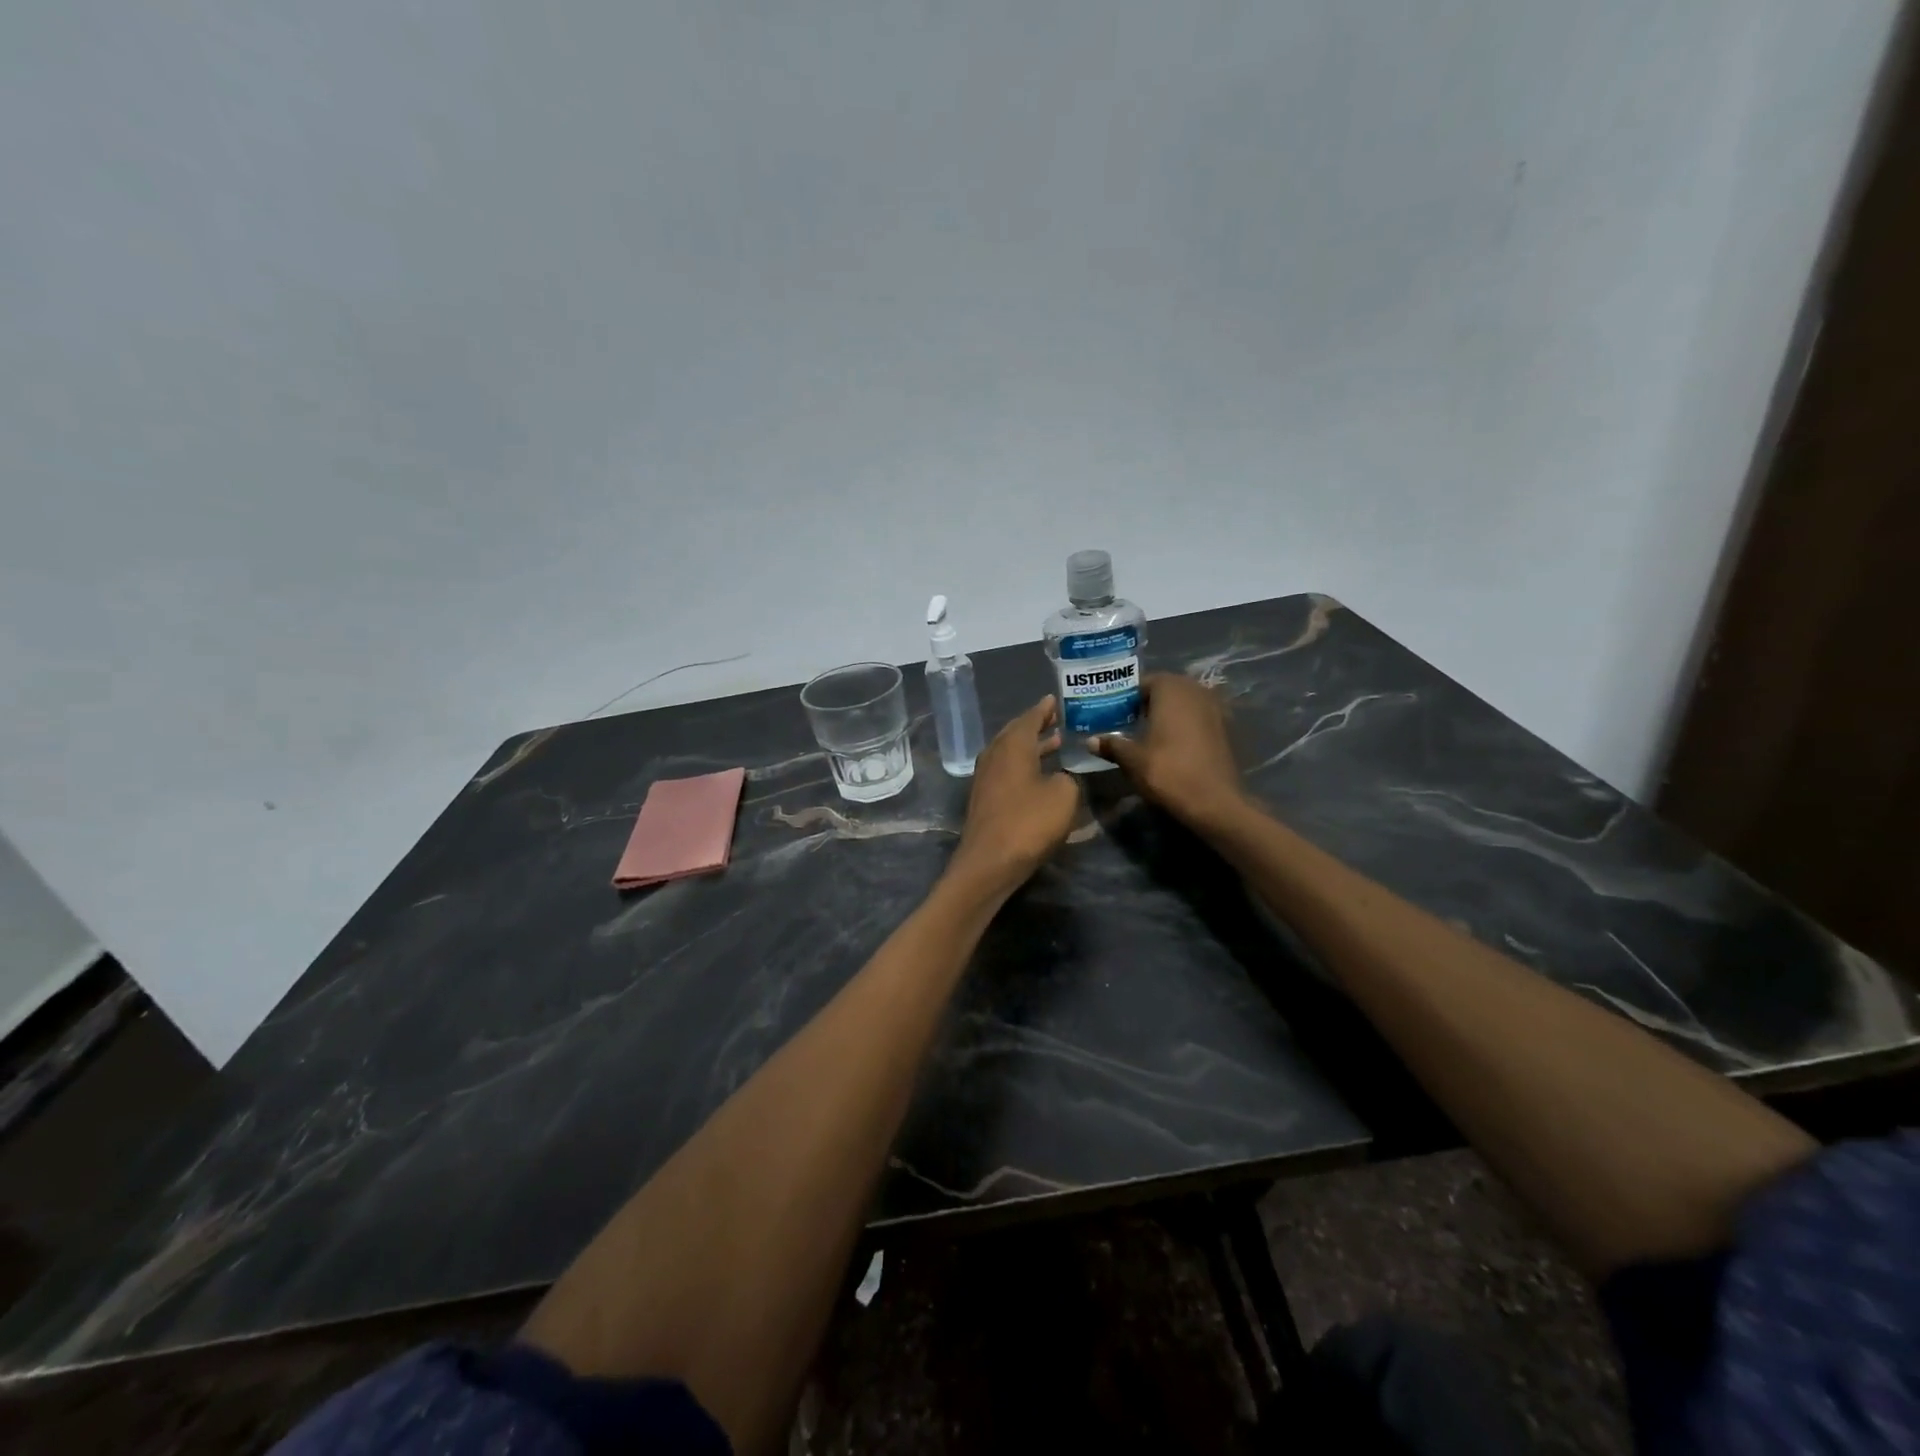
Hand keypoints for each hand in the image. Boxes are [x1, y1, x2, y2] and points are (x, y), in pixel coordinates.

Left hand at [950, 696, 1082, 892]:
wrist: (989, 862)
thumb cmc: (1028, 823)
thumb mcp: (1064, 795)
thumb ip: (1068, 778)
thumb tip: (1060, 777)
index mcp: (1012, 746)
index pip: (1029, 718)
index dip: (1044, 709)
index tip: (1055, 700)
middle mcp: (995, 755)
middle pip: (1016, 733)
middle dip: (1036, 725)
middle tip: (1056, 719)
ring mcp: (986, 777)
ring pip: (1010, 753)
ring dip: (1031, 747)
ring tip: (1054, 743)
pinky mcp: (985, 798)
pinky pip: (1007, 770)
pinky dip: (1024, 765)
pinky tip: (1039, 774)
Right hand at [1091, 674, 1247, 830]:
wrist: (1215, 802)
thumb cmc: (1168, 772)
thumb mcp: (1132, 760)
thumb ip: (1112, 744)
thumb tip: (1090, 740)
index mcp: (1171, 689)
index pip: (1142, 682)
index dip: (1125, 697)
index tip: (1111, 713)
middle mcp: (1195, 690)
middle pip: (1165, 690)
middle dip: (1146, 703)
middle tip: (1126, 722)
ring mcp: (1215, 707)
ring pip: (1183, 703)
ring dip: (1166, 714)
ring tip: (1146, 734)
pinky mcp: (1226, 728)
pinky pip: (1198, 717)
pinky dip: (1184, 725)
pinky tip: (1171, 745)